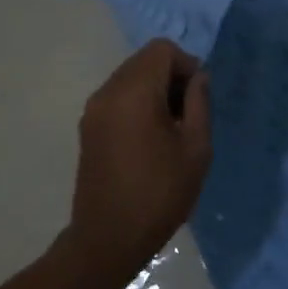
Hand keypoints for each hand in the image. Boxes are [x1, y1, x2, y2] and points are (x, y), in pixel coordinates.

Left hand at [68, 39, 211, 268]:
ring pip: (130, 78)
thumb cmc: (160, 194)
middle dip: (171, 76)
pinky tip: (151, 138)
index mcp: (134, 93)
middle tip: (189, 114)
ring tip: (172, 129)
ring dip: (155, 90)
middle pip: (144, 60)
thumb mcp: (196, 149)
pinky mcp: (88, 127)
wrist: (108, 238)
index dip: (187, 65)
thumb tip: (198, 78)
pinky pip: (117, 97)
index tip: (198, 98)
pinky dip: (138, 103)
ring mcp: (93, 110)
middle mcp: (107, 93)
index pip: (162, 50)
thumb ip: (199, 104)